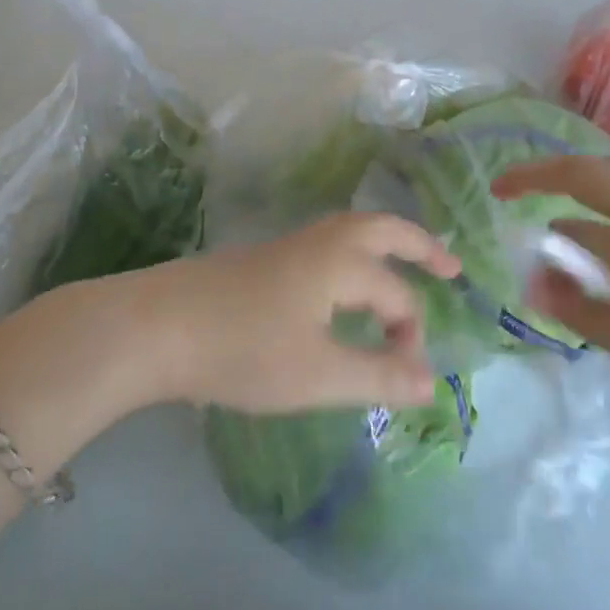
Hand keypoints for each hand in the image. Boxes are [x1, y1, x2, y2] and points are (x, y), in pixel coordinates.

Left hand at [146, 213, 461, 411]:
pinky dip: (356, 255)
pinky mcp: (266, 258)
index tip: (408, 378)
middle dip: (420, 245)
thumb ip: (378, 376)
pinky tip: (345, 289)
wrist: (158, 326)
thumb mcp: (318, 374)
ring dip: (387, 246)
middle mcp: (322, 241)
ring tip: (405, 270)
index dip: (411, 336)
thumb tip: (433, 381)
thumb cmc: (244, 350)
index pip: (398, 296)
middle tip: (451, 266)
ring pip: (353, 232)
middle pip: (384, 228)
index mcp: (342, 261)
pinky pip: (329, 245)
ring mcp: (291, 245)